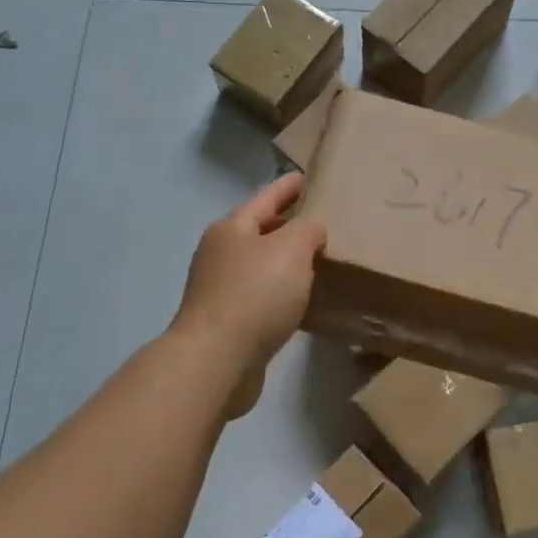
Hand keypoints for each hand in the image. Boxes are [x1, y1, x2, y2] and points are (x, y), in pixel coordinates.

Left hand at [172, 175, 325, 414]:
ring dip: (286, 263)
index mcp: (231, 228)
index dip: (287, 187)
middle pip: (260, 231)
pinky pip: (262, 297)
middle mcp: (220, 254)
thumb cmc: (254, 294)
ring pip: (261, 266)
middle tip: (320, 221)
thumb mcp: (291, 249)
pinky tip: (303, 303)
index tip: (306, 177)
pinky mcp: (227, 322)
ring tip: (318, 262)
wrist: (216, 361)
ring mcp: (219, 289)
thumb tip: (311, 229)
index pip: (266, 197)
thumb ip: (308, 229)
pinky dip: (282, 294)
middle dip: (287, 225)